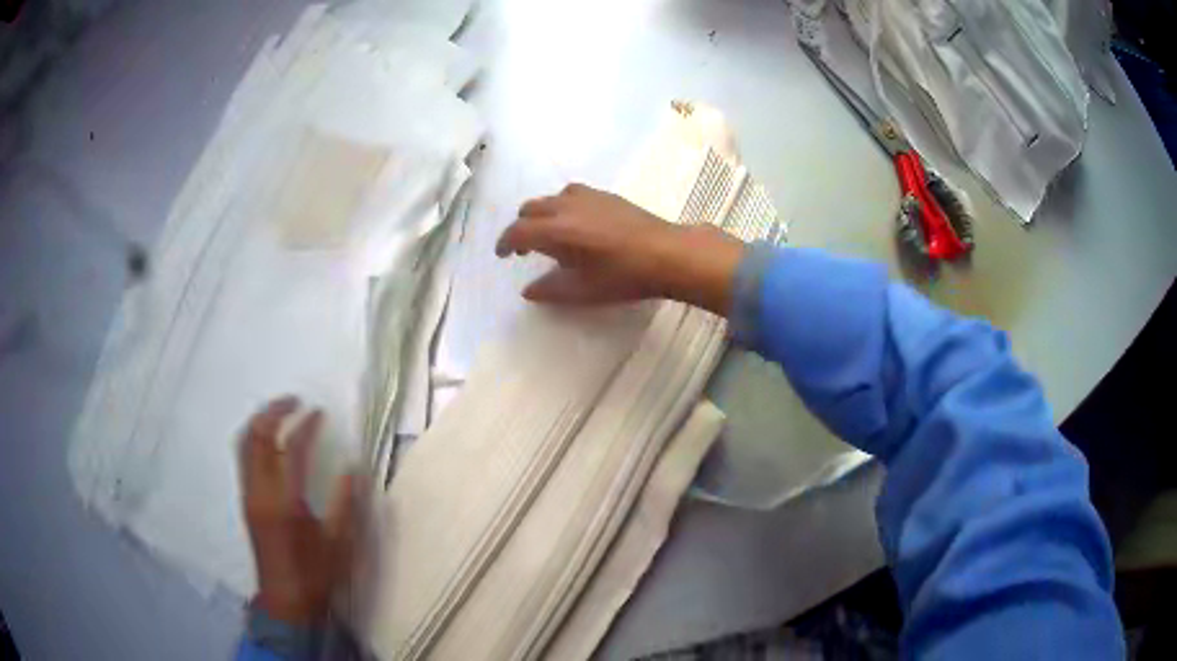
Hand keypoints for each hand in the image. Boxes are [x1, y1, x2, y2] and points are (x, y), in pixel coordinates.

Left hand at [239, 397, 354, 626]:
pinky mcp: (245, 500)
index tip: (319, 412)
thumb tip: (353, 467)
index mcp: (286, 502)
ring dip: (260, 421)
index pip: (292, 449)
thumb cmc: (316, 575)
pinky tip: (268, 439)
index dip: (306, 425)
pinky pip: (242, 457)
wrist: (285, 602)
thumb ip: (345, 503)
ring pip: (244, 443)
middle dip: (274, 411)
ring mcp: (248, 494)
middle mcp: (261, 492)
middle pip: (258, 436)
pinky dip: (253, 438)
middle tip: (295, 401)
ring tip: (279, 412)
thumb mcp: (339, 543)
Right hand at [495, 183, 745, 314]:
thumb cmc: (622, 276)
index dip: (504, 242)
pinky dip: (562, 206)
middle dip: (521, 227)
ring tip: (549, 234)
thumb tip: (528, 290)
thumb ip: (550, 290)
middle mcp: (566, 206)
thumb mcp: (582, 291)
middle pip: (530, 209)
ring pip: (551, 198)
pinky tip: (576, 222)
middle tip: (524, 248)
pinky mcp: (606, 195)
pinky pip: (572, 194)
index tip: (502, 255)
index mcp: (555, 230)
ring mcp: (588, 196)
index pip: (518, 231)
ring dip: (541, 214)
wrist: (666, 253)